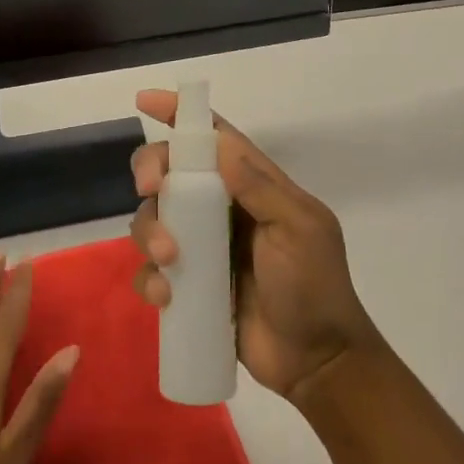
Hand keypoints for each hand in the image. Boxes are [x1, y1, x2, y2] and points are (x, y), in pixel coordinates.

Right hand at [130, 90, 378, 407]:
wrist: (316, 362)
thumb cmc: (314, 286)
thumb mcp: (299, 230)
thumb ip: (261, 188)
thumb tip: (221, 143)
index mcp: (253, 185)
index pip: (214, 137)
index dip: (181, 115)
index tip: (146, 101)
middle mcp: (221, 208)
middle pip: (171, 171)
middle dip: (152, 170)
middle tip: (149, 187)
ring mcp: (202, 247)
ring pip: (154, 218)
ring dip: (149, 230)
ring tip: (168, 260)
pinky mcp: (188, 285)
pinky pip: (152, 270)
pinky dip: (149, 278)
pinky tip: (166, 297)